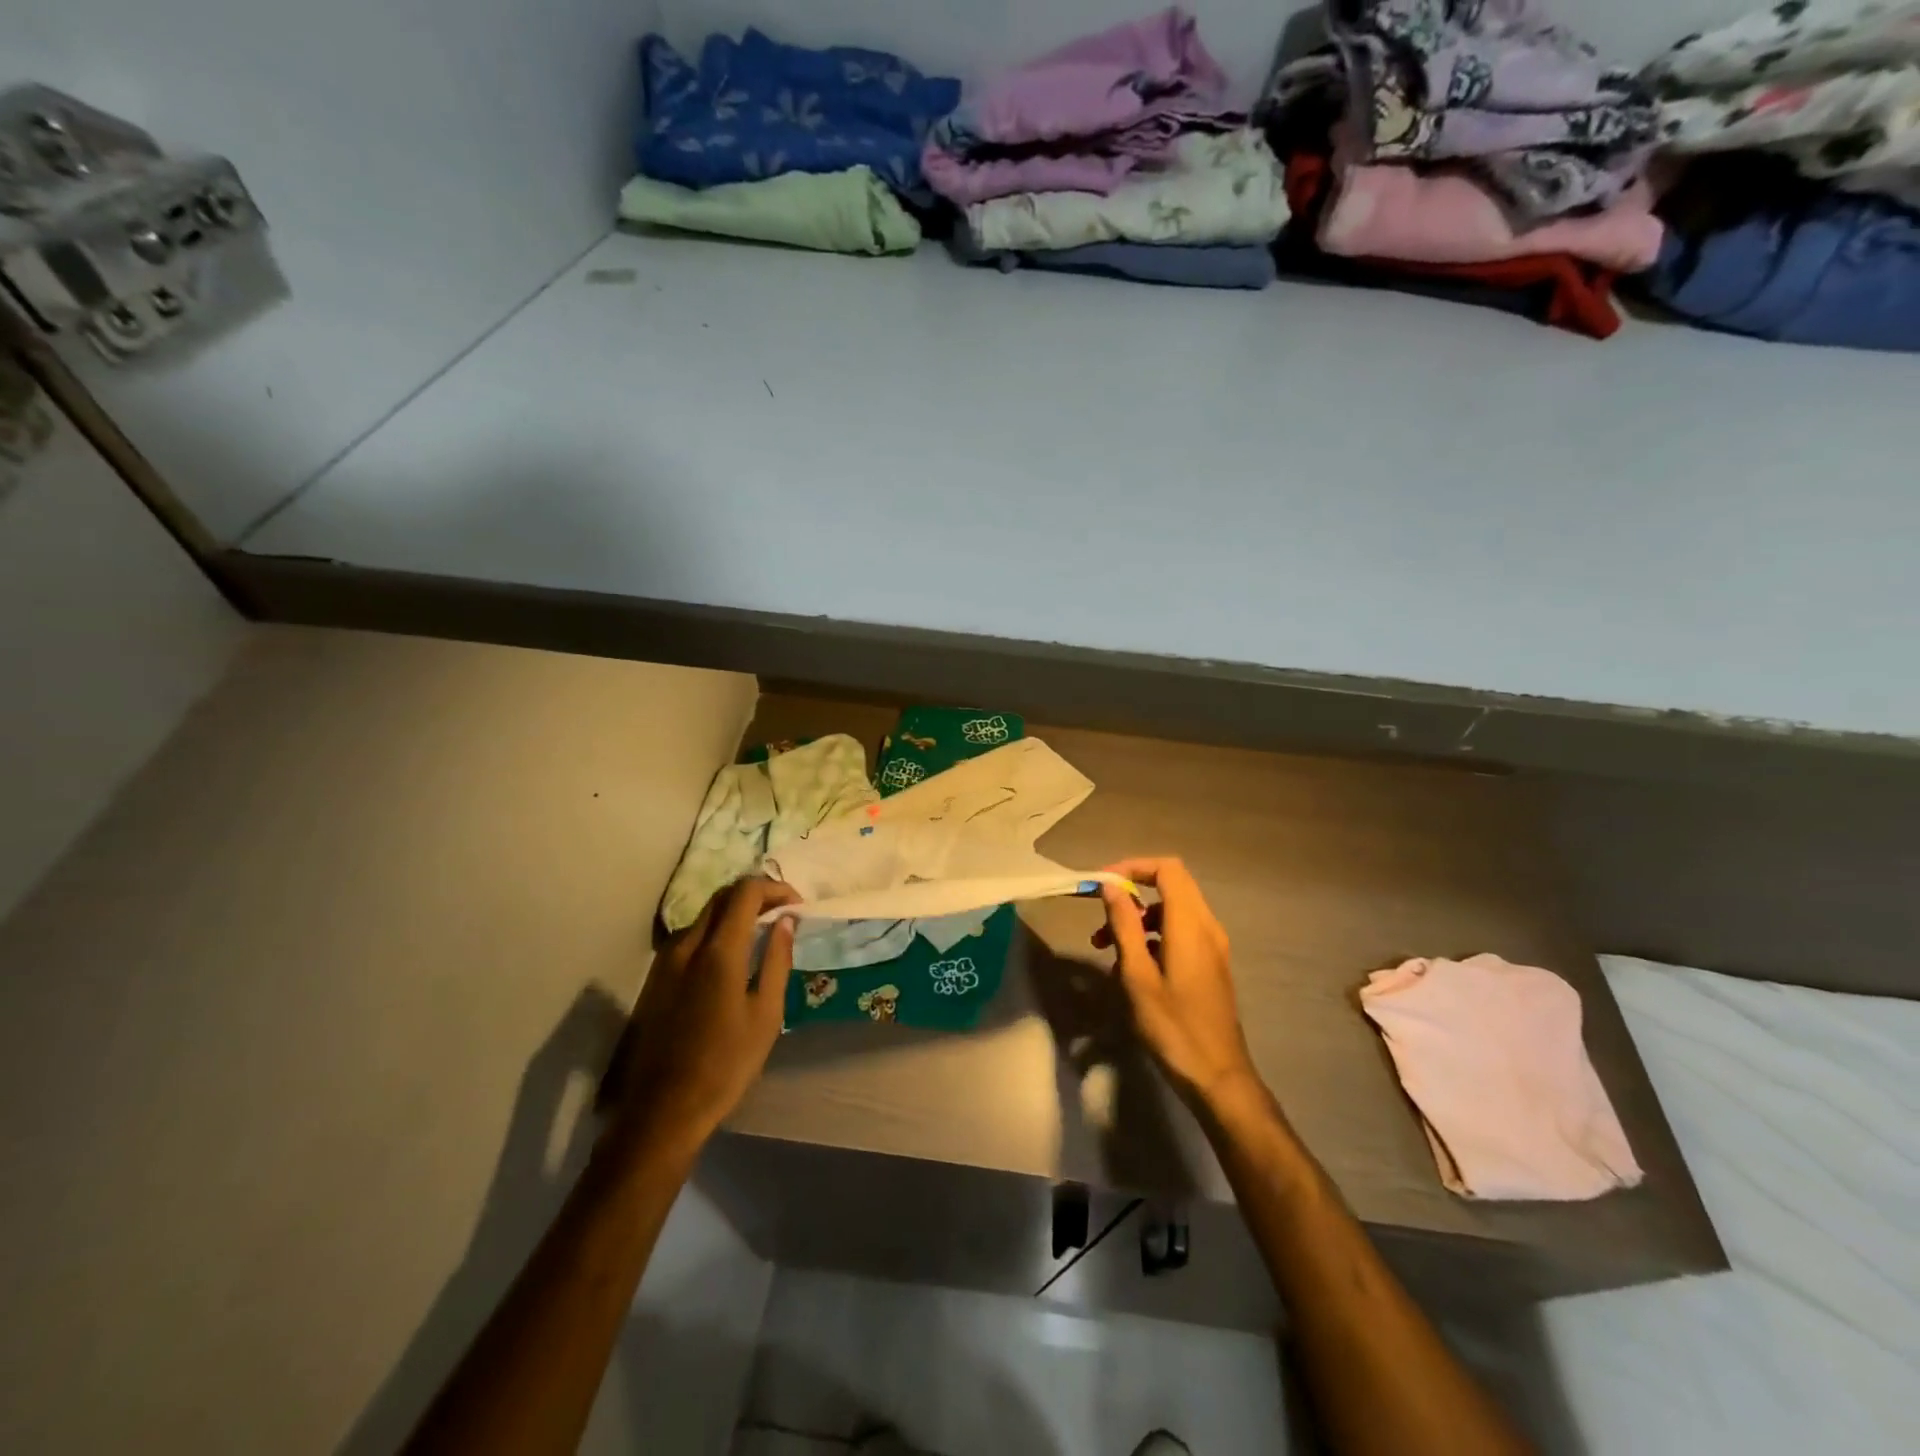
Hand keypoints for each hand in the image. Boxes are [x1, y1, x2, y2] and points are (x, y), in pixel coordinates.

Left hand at [608, 878, 799, 1153]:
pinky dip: (717, 932)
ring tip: (762, 935)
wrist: (662, 1109)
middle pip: (723, 896)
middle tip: (783, 915)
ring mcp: (665, 959)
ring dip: (735, 914)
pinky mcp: (655, 976)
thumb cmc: (725, 1064)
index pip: (746, 891)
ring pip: (705, 915)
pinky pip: (691, 937)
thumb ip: (777, 960)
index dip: (775, 888)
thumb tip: (785, 921)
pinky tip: (732, 958)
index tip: (796, 906)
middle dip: (756, 896)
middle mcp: (687, 944)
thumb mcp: (766, 1014)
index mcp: (718, 951)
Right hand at [1093, 857, 1262, 1112]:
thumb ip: (1124, 926)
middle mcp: (1207, 927)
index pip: (1167, 869)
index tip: (1103, 883)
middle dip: (1132, 892)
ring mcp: (1212, 946)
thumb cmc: (1173, 1027)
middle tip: (1100, 913)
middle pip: (1171, 885)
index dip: (1133, 867)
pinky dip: (1152, 934)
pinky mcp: (1211, 964)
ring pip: (1172, 910)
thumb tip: (1110, 886)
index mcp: (1190, 925)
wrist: (1218, 1076)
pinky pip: (1180, 931)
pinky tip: (1131, 965)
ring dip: (1138, 917)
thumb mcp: (1137, 976)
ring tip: (1105, 945)